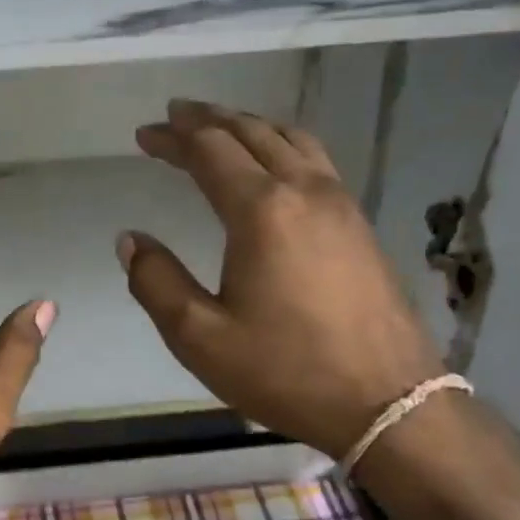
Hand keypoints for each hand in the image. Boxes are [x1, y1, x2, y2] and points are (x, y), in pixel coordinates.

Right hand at [121, 100, 442, 460]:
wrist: (388, 402)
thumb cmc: (286, 371)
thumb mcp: (200, 337)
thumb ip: (156, 282)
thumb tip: (130, 240)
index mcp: (262, 211)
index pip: (210, 151)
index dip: (173, 137)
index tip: (144, 134)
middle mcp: (304, 191)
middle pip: (251, 132)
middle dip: (208, 120)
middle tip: (174, 118)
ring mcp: (341, 205)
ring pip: (291, 139)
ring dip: (249, 126)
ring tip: (220, 128)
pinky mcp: (359, 225)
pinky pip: (315, 160)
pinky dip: (282, 145)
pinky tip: (274, 164)